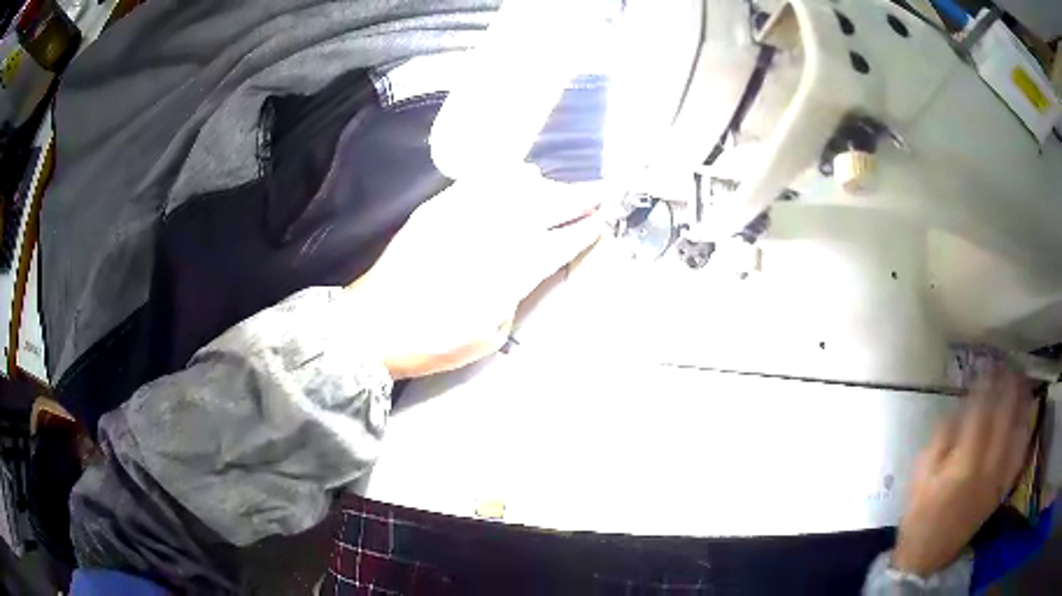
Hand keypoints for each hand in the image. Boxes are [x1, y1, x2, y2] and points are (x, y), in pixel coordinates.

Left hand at [345, 169, 602, 378]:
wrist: (374, 324)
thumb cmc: (433, 341)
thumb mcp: (489, 335)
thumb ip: (516, 296)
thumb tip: (528, 268)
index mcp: (507, 274)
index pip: (556, 244)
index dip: (582, 231)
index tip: (600, 222)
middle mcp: (490, 236)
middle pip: (543, 207)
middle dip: (576, 197)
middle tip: (599, 189)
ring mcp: (462, 216)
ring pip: (515, 188)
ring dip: (545, 185)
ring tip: (560, 186)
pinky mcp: (438, 208)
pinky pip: (480, 181)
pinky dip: (506, 175)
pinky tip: (520, 173)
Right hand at [893, 366, 1035, 576]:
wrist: (929, 555)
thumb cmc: (920, 513)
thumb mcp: (920, 473)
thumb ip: (942, 436)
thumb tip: (962, 407)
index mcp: (964, 463)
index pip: (982, 409)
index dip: (987, 382)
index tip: (987, 362)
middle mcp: (988, 466)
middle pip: (1006, 415)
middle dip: (1009, 384)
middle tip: (1008, 362)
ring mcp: (999, 478)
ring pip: (1018, 431)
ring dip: (1022, 401)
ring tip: (1022, 379)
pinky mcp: (1002, 488)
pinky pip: (1020, 453)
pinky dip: (1025, 430)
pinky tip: (1027, 415)